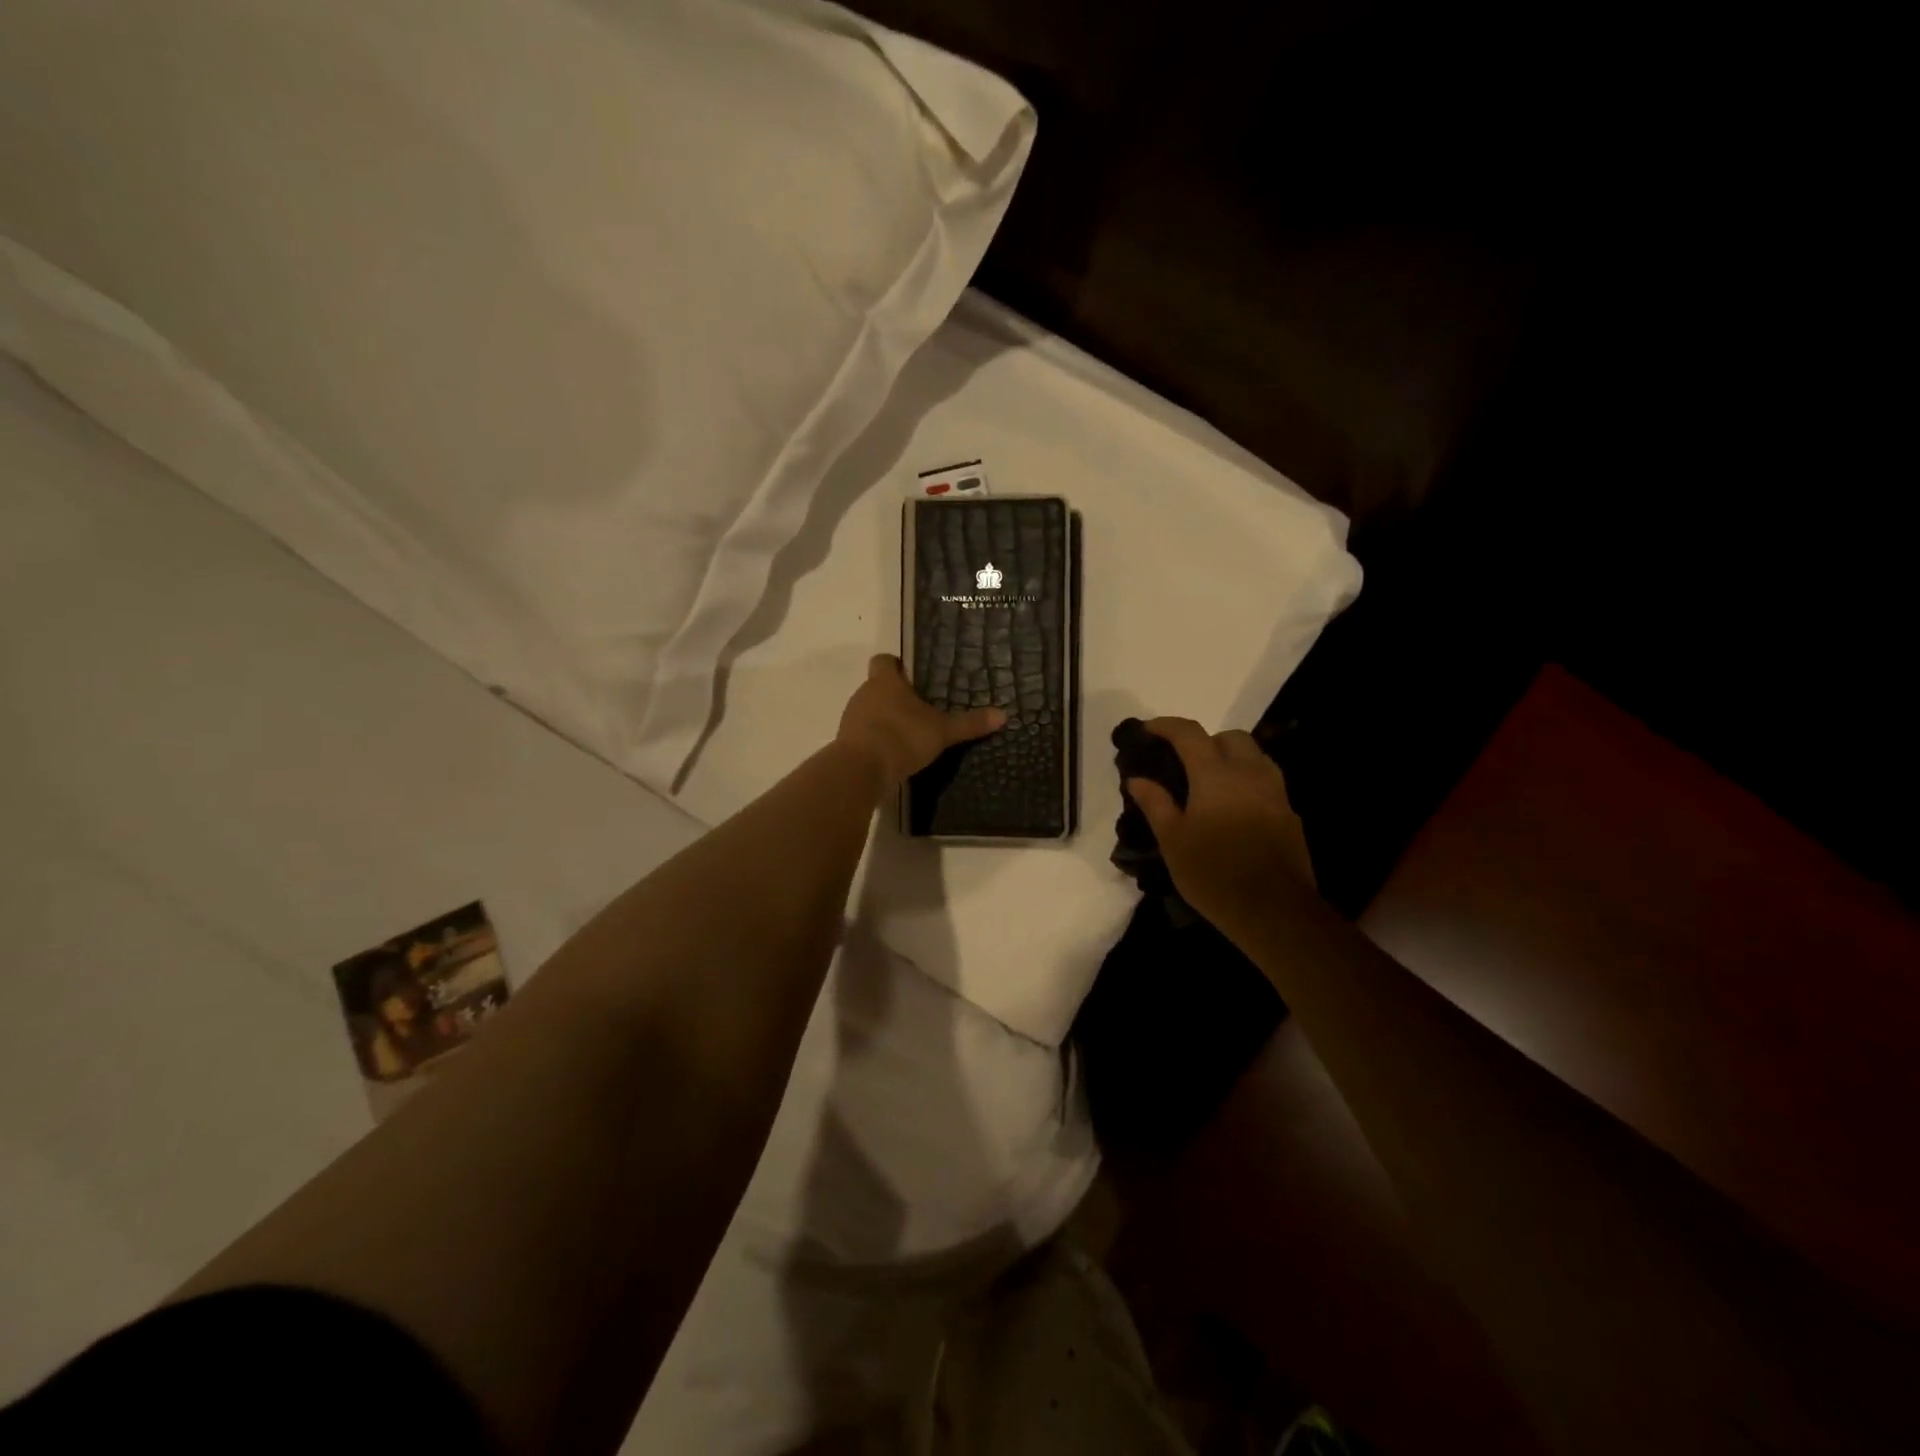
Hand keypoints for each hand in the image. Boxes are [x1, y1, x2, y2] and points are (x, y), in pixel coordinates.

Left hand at [837, 655, 1005, 788]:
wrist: (861, 770)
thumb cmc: (902, 737)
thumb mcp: (942, 732)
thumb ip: (969, 723)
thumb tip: (1003, 714)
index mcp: (885, 682)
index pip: (884, 660)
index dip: (896, 665)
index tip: (911, 675)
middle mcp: (864, 693)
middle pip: (877, 686)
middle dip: (895, 696)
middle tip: (919, 710)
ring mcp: (851, 718)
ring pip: (869, 711)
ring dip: (884, 719)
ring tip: (908, 734)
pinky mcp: (846, 743)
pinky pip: (863, 734)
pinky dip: (875, 740)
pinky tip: (892, 754)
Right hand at [1126, 717, 1315, 930]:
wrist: (1274, 910)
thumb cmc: (1213, 874)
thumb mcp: (1173, 841)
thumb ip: (1155, 804)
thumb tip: (1137, 779)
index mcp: (1215, 775)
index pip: (1189, 734)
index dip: (1166, 726)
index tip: (1148, 730)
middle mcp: (1249, 774)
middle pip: (1231, 737)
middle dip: (1206, 740)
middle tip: (1184, 762)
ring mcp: (1275, 793)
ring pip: (1255, 756)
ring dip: (1231, 758)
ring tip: (1210, 783)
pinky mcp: (1289, 814)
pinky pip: (1267, 782)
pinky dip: (1247, 782)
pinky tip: (1234, 809)